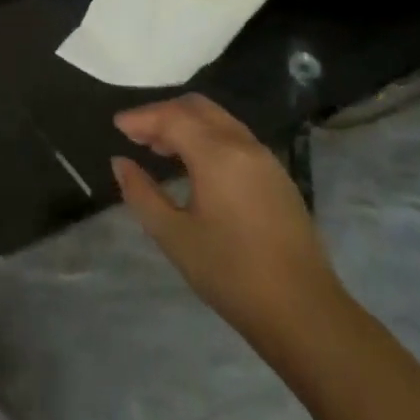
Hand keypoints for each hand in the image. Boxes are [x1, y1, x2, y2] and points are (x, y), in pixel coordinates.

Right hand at [112, 94, 344, 350]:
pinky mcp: (278, 177)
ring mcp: (266, 159)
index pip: (172, 117)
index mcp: (218, 154)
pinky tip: (194, 165)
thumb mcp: (174, 236)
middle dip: (164, 113)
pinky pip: (235, 138)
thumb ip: (141, 194)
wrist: (303, 311)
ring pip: (220, 120)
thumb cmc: (230, 273)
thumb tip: (121, 162)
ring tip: (160, 148)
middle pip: (198, 108)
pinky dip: (208, 137)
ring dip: (187, 124)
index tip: (116, 125)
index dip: (141, 117)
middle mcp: (244, 145)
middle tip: (136, 134)